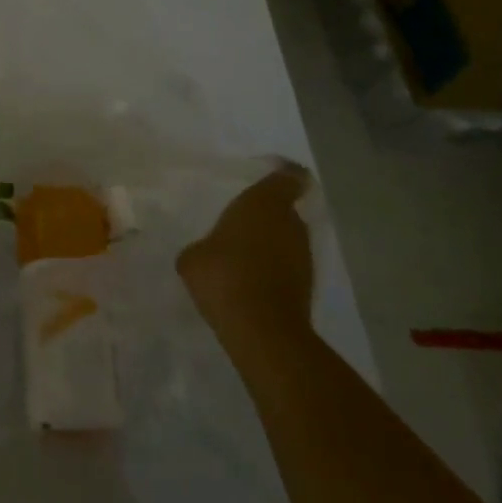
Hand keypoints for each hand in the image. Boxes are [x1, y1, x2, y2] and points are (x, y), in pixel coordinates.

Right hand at [177, 163, 314, 350]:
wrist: (261, 328)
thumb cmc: (223, 274)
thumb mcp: (193, 257)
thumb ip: (203, 246)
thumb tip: (206, 253)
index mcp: (263, 202)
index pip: (287, 177)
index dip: (284, 174)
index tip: (272, 175)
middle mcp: (290, 223)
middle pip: (285, 210)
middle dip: (268, 215)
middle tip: (242, 223)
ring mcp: (304, 256)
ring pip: (288, 239)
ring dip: (271, 244)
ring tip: (243, 257)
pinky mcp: (308, 286)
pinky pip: (288, 266)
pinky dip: (274, 270)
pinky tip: (250, 283)